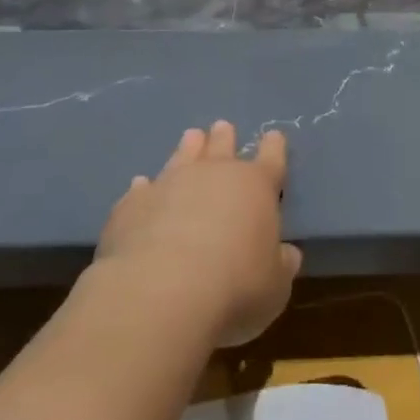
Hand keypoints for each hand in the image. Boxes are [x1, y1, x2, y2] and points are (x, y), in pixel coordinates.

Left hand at [96, 121, 300, 346]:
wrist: (162, 291)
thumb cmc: (235, 287)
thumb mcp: (274, 286)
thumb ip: (280, 265)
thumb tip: (287, 254)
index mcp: (256, 186)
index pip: (271, 158)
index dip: (274, 147)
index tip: (274, 136)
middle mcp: (213, 175)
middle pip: (222, 146)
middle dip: (224, 137)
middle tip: (223, 127)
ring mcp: (169, 184)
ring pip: (182, 156)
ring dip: (188, 148)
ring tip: (191, 137)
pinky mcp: (132, 205)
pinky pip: (141, 189)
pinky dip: (144, 188)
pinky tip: (140, 185)